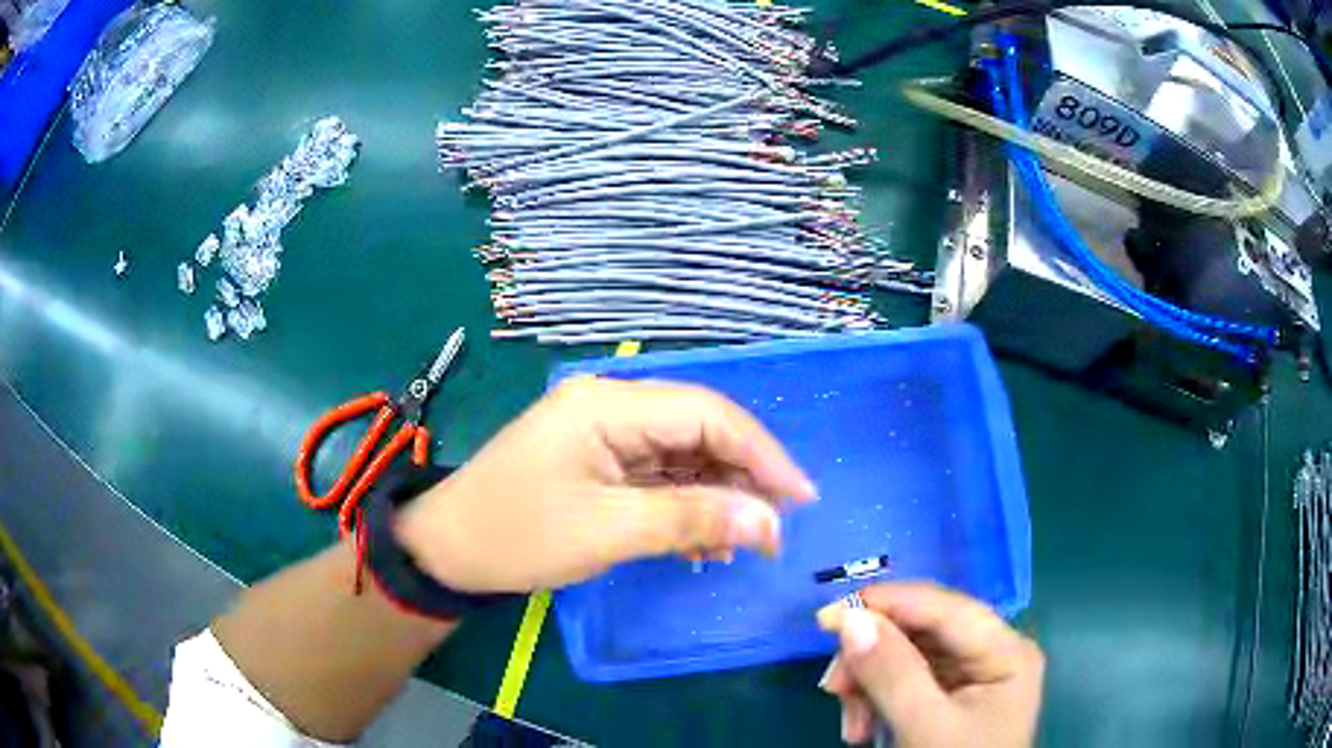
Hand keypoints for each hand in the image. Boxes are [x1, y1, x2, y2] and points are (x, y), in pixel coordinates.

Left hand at [396, 377, 815, 591]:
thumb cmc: (518, 535)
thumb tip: (770, 523)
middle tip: (771, 529)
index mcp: (609, 404)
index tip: (800, 499)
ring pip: (683, 453)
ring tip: (736, 543)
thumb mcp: (608, 531)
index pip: (708, 413)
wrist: (449, 550)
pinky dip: (685, 504)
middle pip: (699, 428)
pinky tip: (700, 541)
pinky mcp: (598, 457)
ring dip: (715, 495)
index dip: (762, 454)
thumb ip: (692, 520)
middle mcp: (611, 403)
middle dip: (742, 477)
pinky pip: (658, 473)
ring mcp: (603, 430)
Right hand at [816, 583, 1042, 746]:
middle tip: (834, 690)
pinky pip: (907, 683)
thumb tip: (850, 619)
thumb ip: (892, 673)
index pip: (944, 608)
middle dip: (873, 661)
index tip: (828, 616)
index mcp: (1005, 651)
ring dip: (870, 688)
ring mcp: (972, 678)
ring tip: (853, 727)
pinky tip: (863, 730)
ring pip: (908, 659)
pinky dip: (878, 702)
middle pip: (922, 634)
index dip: (887, 604)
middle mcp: (992, 654)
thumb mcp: (925, 727)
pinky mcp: (952, 698)